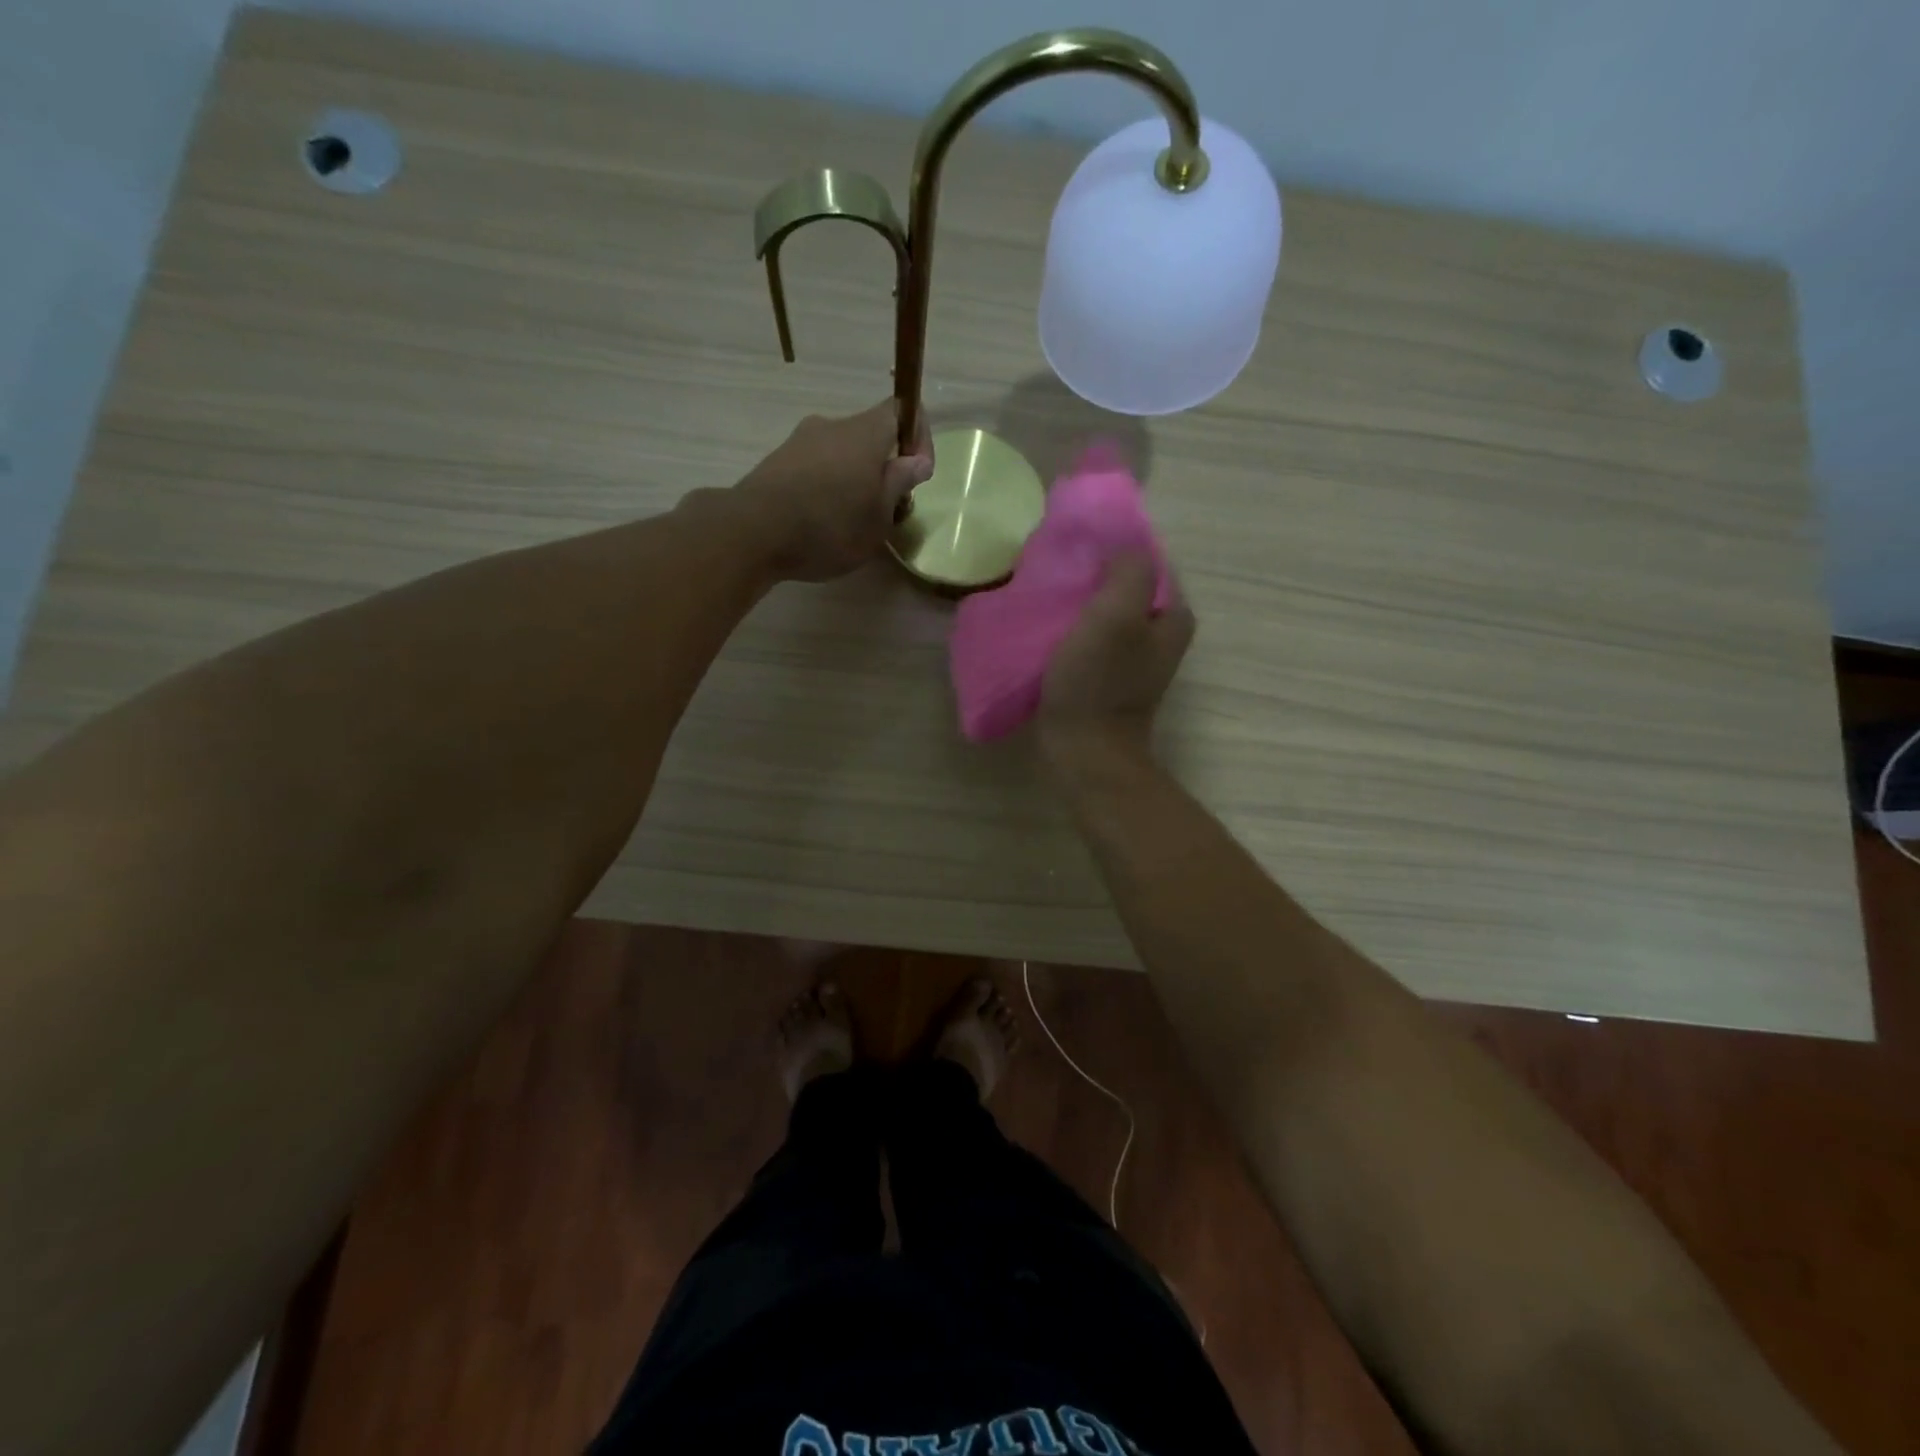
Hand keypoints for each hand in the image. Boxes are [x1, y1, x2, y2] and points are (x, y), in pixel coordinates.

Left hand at [734, 401, 934, 581]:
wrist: (753, 532)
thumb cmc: (830, 526)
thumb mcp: (878, 516)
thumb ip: (899, 484)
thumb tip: (916, 461)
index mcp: (865, 432)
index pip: (901, 410)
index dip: (918, 437)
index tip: (918, 476)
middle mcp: (832, 425)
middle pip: (870, 436)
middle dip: (884, 469)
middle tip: (887, 510)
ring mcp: (800, 441)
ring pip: (841, 454)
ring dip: (854, 480)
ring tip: (853, 523)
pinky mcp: (777, 462)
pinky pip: (815, 468)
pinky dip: (827, 488)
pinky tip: (822, 523)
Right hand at [1039, 553, 1194, 762]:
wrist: (1084, 752)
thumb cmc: (1099, 683)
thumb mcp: (1116, 614)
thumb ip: (1128, 570)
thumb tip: (1120, 547)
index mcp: (1173, 616)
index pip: (1147, 562)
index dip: (1114, 549)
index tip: (1077, 547)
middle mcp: (1160, 636)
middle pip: (1126, 587)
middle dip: (1094, 575)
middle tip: (1057, 569)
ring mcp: (1133, 660)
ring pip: (1106, 612)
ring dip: (1079, 602)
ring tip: (1046, 594)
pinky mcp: (1108, 678)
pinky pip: (1091, 638)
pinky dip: (1072, 629)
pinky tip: (1046, 626)